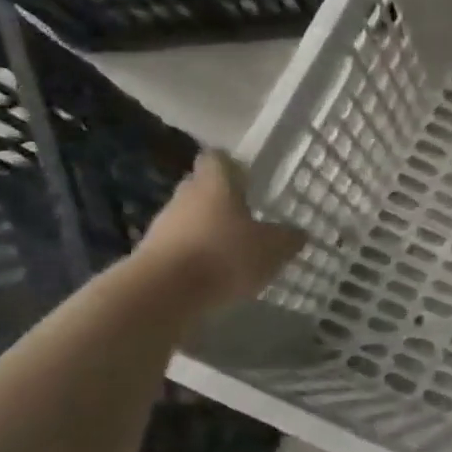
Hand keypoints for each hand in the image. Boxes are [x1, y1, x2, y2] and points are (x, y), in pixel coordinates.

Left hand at [135, 152, 305, 310]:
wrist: (164, 293)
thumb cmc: (225, 256)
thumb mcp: (273, 249)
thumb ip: (289, 238)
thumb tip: (298, 233)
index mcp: (215, 183)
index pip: (217, 158)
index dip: (231, 165)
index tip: (247, 177)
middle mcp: (185, 196)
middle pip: (202, 188)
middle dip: (221, 199)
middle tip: (246, 215)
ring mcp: (164, 225)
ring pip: (190, 218)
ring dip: (208, 229)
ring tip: (233, 250)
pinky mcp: (152, 253)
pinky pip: (180, 246)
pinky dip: (196, 255)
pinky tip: (214, 274)